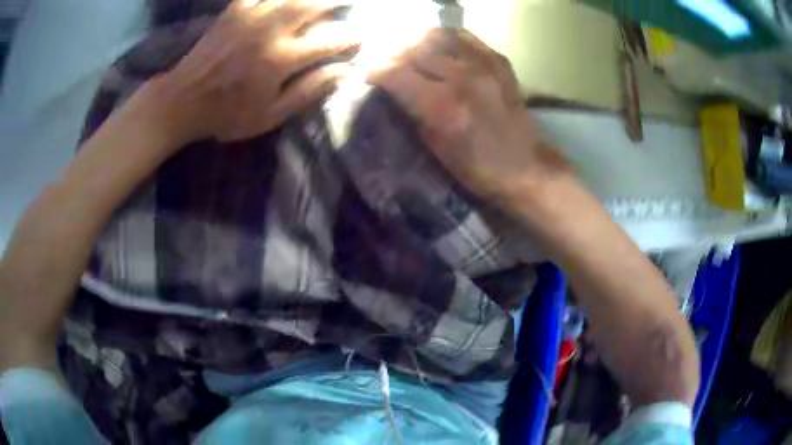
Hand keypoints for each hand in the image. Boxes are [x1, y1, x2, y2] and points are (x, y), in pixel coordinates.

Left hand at [157, 0, 359, 143]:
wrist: (183, 101)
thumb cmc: (227, 114)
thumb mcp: (270, 115)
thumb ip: (308, 90)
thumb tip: (345, 72)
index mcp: (281, 58)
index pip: (330, 40)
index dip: (351, 37)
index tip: (362, 37)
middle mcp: (270, 30)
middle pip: (314, 4)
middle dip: (338, 0)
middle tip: (350, 1)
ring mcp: (251, 15)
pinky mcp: (234, 10)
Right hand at [367, 29, 573, 206]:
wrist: (525, 167)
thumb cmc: (477, 168)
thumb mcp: (435, 148)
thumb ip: (413, 111)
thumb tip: (394, 88)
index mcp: (444, 107)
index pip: (396, 73)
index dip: (375, 71)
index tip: (367, 75)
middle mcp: (463, 78)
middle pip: (414, 50)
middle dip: (392, 55)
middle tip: (386, 63)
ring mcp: (484, 65)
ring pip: (437, 36)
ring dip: (417, 42)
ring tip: (411, 52)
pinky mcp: (499, 61)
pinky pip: (464, 36)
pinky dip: (445, 38)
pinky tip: (439, 48)